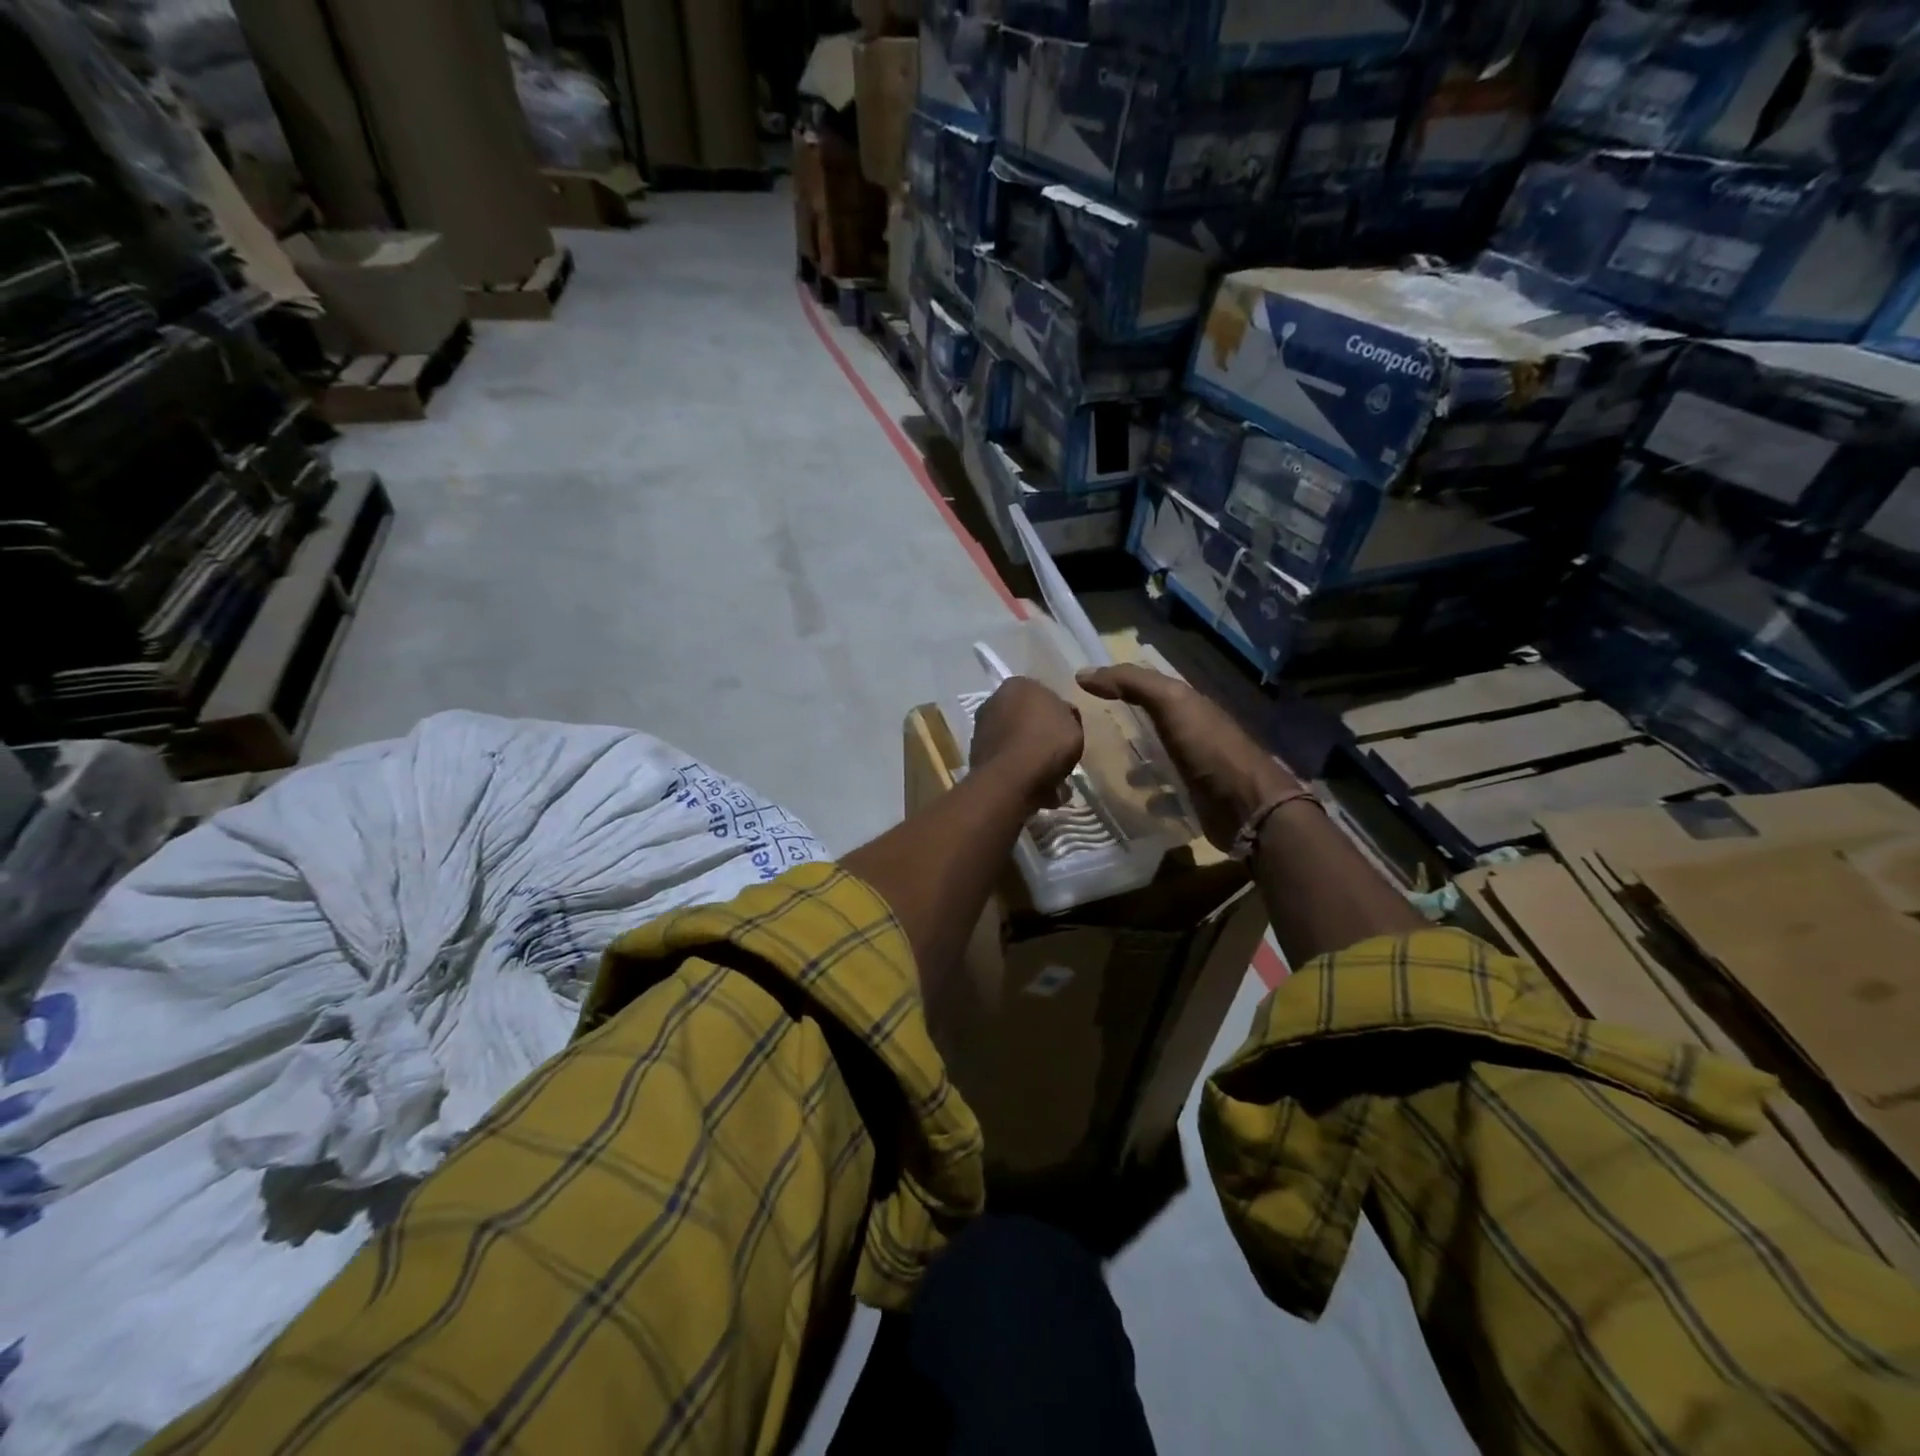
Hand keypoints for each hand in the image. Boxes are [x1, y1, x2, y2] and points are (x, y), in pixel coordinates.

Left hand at [969, 677, 1083, 812]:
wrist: (1011, 779)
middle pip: (1023, 717)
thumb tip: (1060, 717)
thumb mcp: (1073, 724)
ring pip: (1012, 739)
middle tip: (1055, 753)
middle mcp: (993, 700)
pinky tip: (1032, 785)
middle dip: (1037, 732)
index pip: (1041, 694)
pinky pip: (1005, 760)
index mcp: (1017, 684)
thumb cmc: (1047, 742)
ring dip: (1025, 753)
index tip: (1065, 732)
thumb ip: (1066, 716)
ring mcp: (980, 728)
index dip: (1056, 714)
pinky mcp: (975, 755)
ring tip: (1046, 776)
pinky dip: (1016, 769)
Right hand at [1077, 664, 1296, 850]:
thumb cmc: (1208, 749)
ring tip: (1105, 769)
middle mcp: (1194, 732)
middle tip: (1087, 731)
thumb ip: (1132, 684)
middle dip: (1125, 724)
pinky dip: (1150, 795)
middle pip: (1154, 722)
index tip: (1084, 689)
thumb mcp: (1171, 704)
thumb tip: (1083, 673)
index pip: (1150, 686)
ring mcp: (1197, 767)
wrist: (1248, 807)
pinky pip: (1166, 793)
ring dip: (1137, 763)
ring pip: (1159, 758)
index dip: (1120, 683)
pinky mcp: (1196, 799)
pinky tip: (1134, 799)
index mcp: (1190, 705)